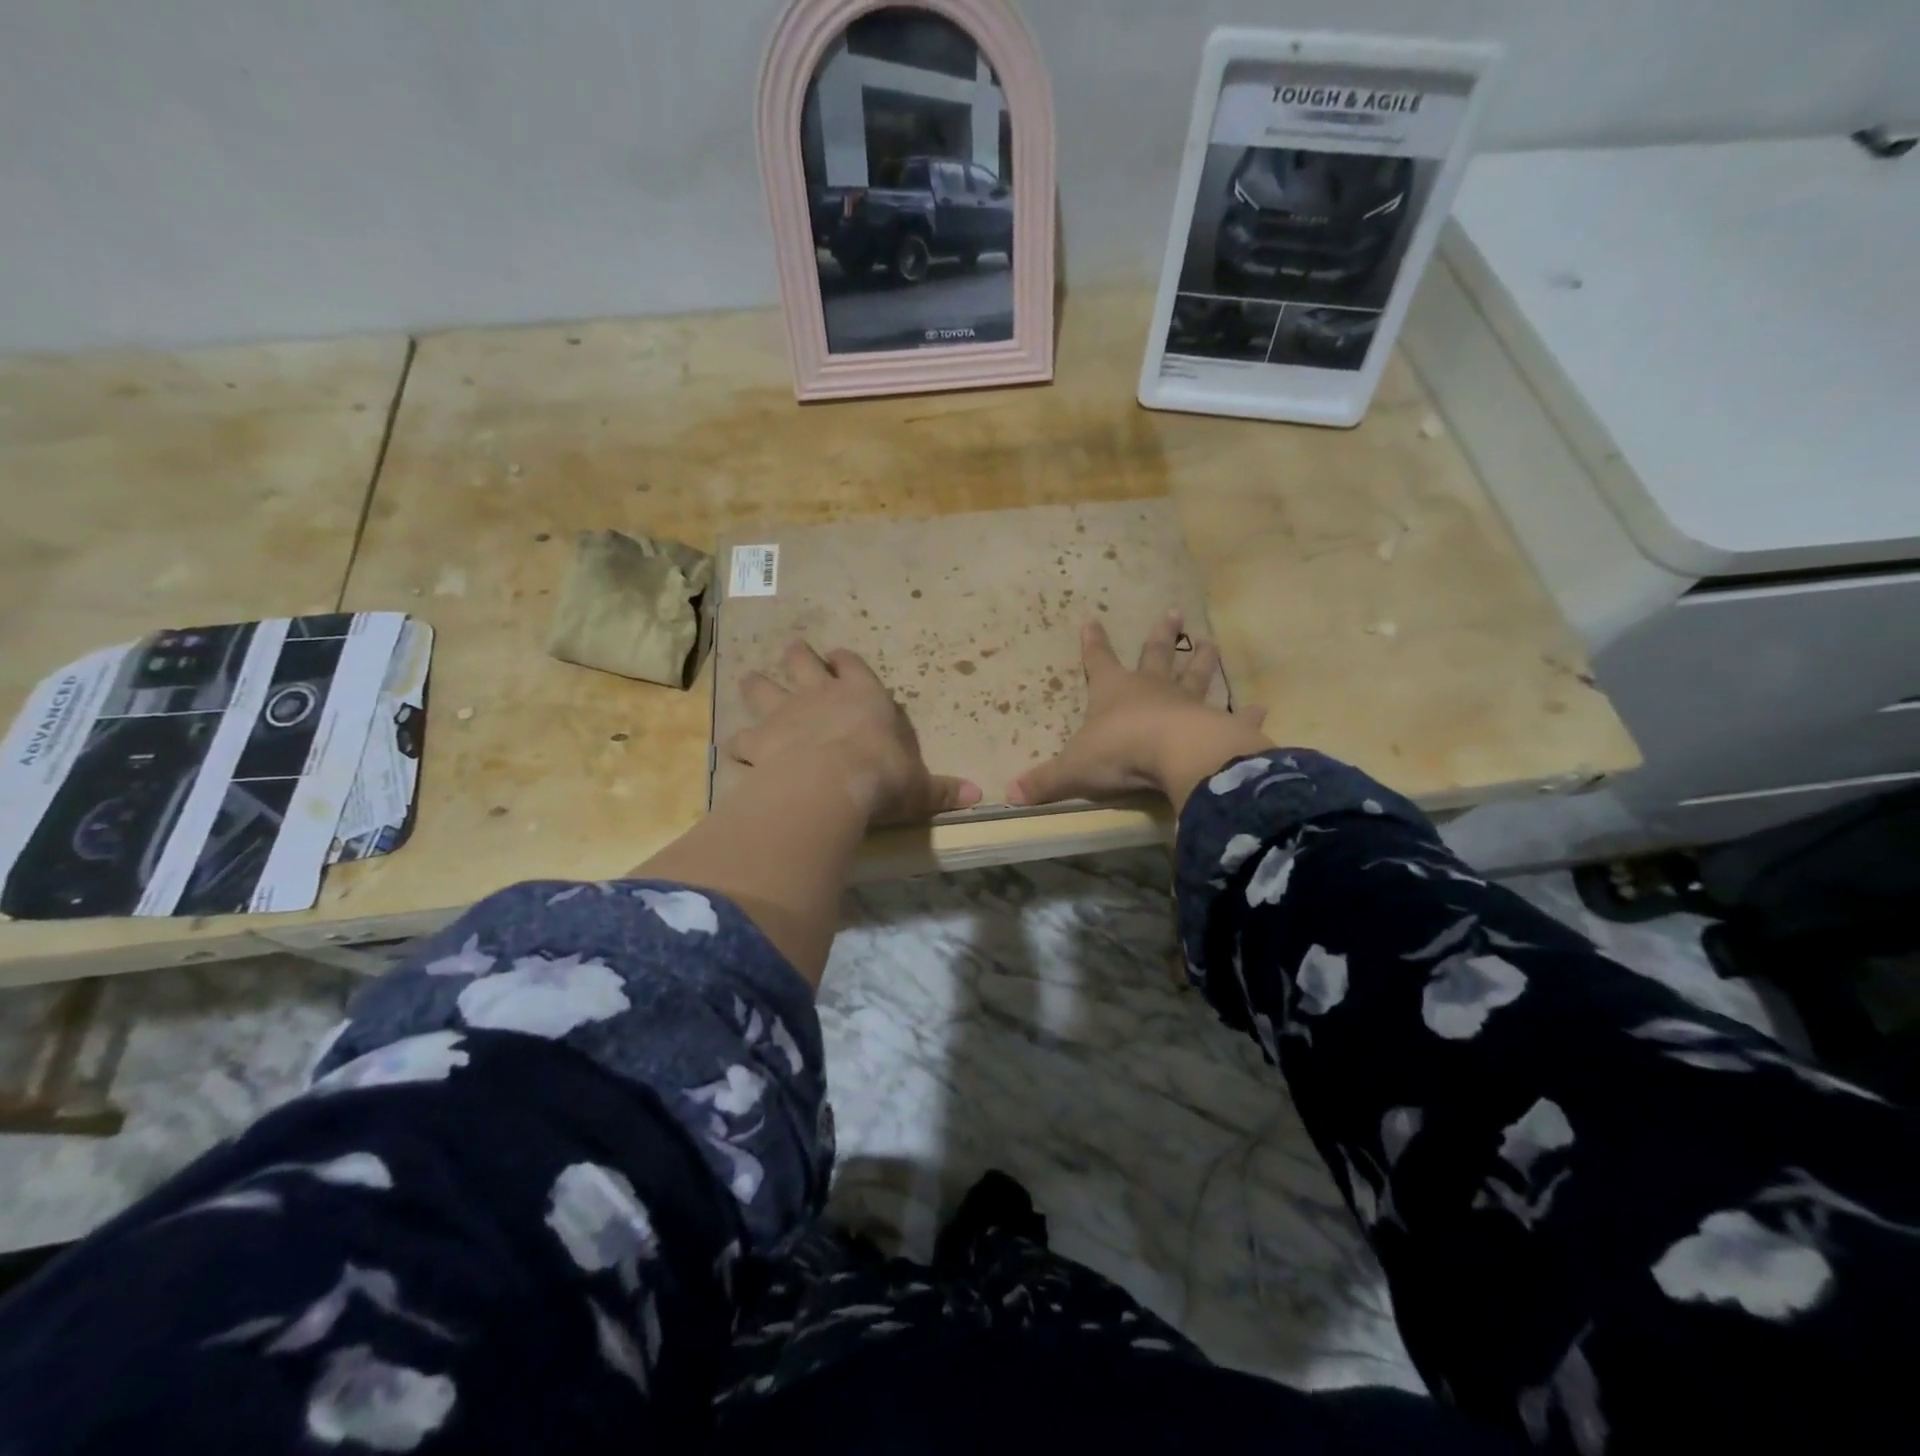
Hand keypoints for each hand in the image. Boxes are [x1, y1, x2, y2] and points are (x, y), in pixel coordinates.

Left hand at [725, 641, 981, 826]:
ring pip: (761, 688)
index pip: (852, 666)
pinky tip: (736, 752)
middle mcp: (819, 695)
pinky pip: (739, 739)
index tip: (840, 659)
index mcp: (862, 696)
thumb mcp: (918, 787)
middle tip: (793, 651)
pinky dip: (737, 745)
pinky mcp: (757, 741)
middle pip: (801, 662)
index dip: (845, 662)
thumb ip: (942, 790)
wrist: (830, 784)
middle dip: (797, 656)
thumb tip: (979, 796)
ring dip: (757, 686)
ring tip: (752, 682)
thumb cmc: (882, 776)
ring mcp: (783, 714)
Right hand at [1007, 612, 1270, 812]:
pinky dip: (1246, 712)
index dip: (1093, 643)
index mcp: (1114, 692)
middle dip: (1161, 635)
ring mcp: (1187, 702)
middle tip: (1175, 612)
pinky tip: (1261, 706)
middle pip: (1156, 655)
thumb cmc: (1119, 754)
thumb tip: (1007, 794)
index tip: (1091, 619)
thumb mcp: (1073, 770)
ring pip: (1196, 675)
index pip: (1098, 661)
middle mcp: (1152, 688)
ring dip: (1202, 660)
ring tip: (1211, 643)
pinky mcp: (1217, 724)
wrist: (1174, 756)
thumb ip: (1044, 782)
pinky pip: (1233, 715)